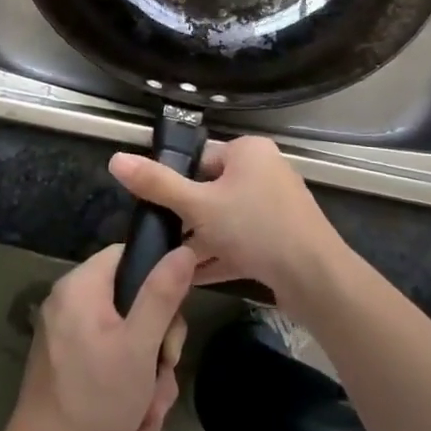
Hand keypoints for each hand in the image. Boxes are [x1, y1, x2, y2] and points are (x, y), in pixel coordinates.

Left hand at [6, 243, 195, 430]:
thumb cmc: (96, 400)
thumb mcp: (140, 346)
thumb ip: (162, 295)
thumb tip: (184, 250)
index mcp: (81, 286)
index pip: (127, 256)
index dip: (157, 280)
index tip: (171, 320)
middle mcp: (70, 303)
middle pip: (132, 301)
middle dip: (157, 346)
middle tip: (164, 375)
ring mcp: (66, 335)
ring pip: (126, 338)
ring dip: (147, 376)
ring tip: (150, 413)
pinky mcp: (67, 364)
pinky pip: (109, 360)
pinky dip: (127, 387)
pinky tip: (137, 424)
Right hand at [108, 136, 346, 313]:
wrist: (315, 278)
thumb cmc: (255, 228)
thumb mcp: (198, 205)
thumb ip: (156, 184)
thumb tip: (115, 159)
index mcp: (248, 151)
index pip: (200, 158)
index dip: (176, 182)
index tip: (155, 207)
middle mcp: (264, 172)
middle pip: (211, 191)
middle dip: (186, 218)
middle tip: (160, 238)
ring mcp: (275, 207)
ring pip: (226, 221)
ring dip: (200, 242)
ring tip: (169, 262)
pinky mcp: (280, 239)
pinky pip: (241, 243)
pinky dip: (219, 257)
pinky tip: (190, 279)